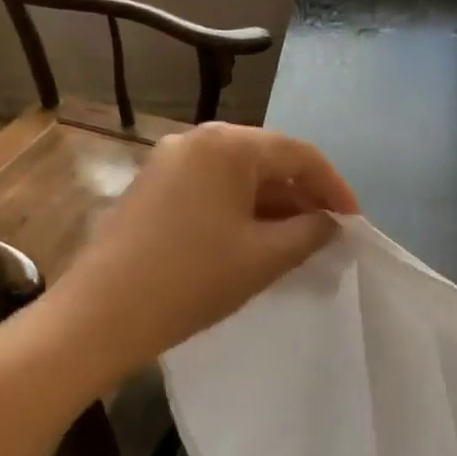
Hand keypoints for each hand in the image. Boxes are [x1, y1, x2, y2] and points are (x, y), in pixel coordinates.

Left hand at [54, 122, 358, 371]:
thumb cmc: (192, 280)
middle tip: (329, 233)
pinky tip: (256, 240)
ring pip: (239, 175)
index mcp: (228, 144)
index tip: (355, 223)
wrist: (101, 315)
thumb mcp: (264, 257)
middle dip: (303, 195)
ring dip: (274, 205)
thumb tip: (331, 223)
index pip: (299, 154)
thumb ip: (310, 232)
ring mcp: (170, 161)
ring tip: (298, 241)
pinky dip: (242, 209)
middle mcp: (198, 139)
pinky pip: (213, 188)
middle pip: (268, 159)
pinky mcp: (153, 186)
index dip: (334, 188)